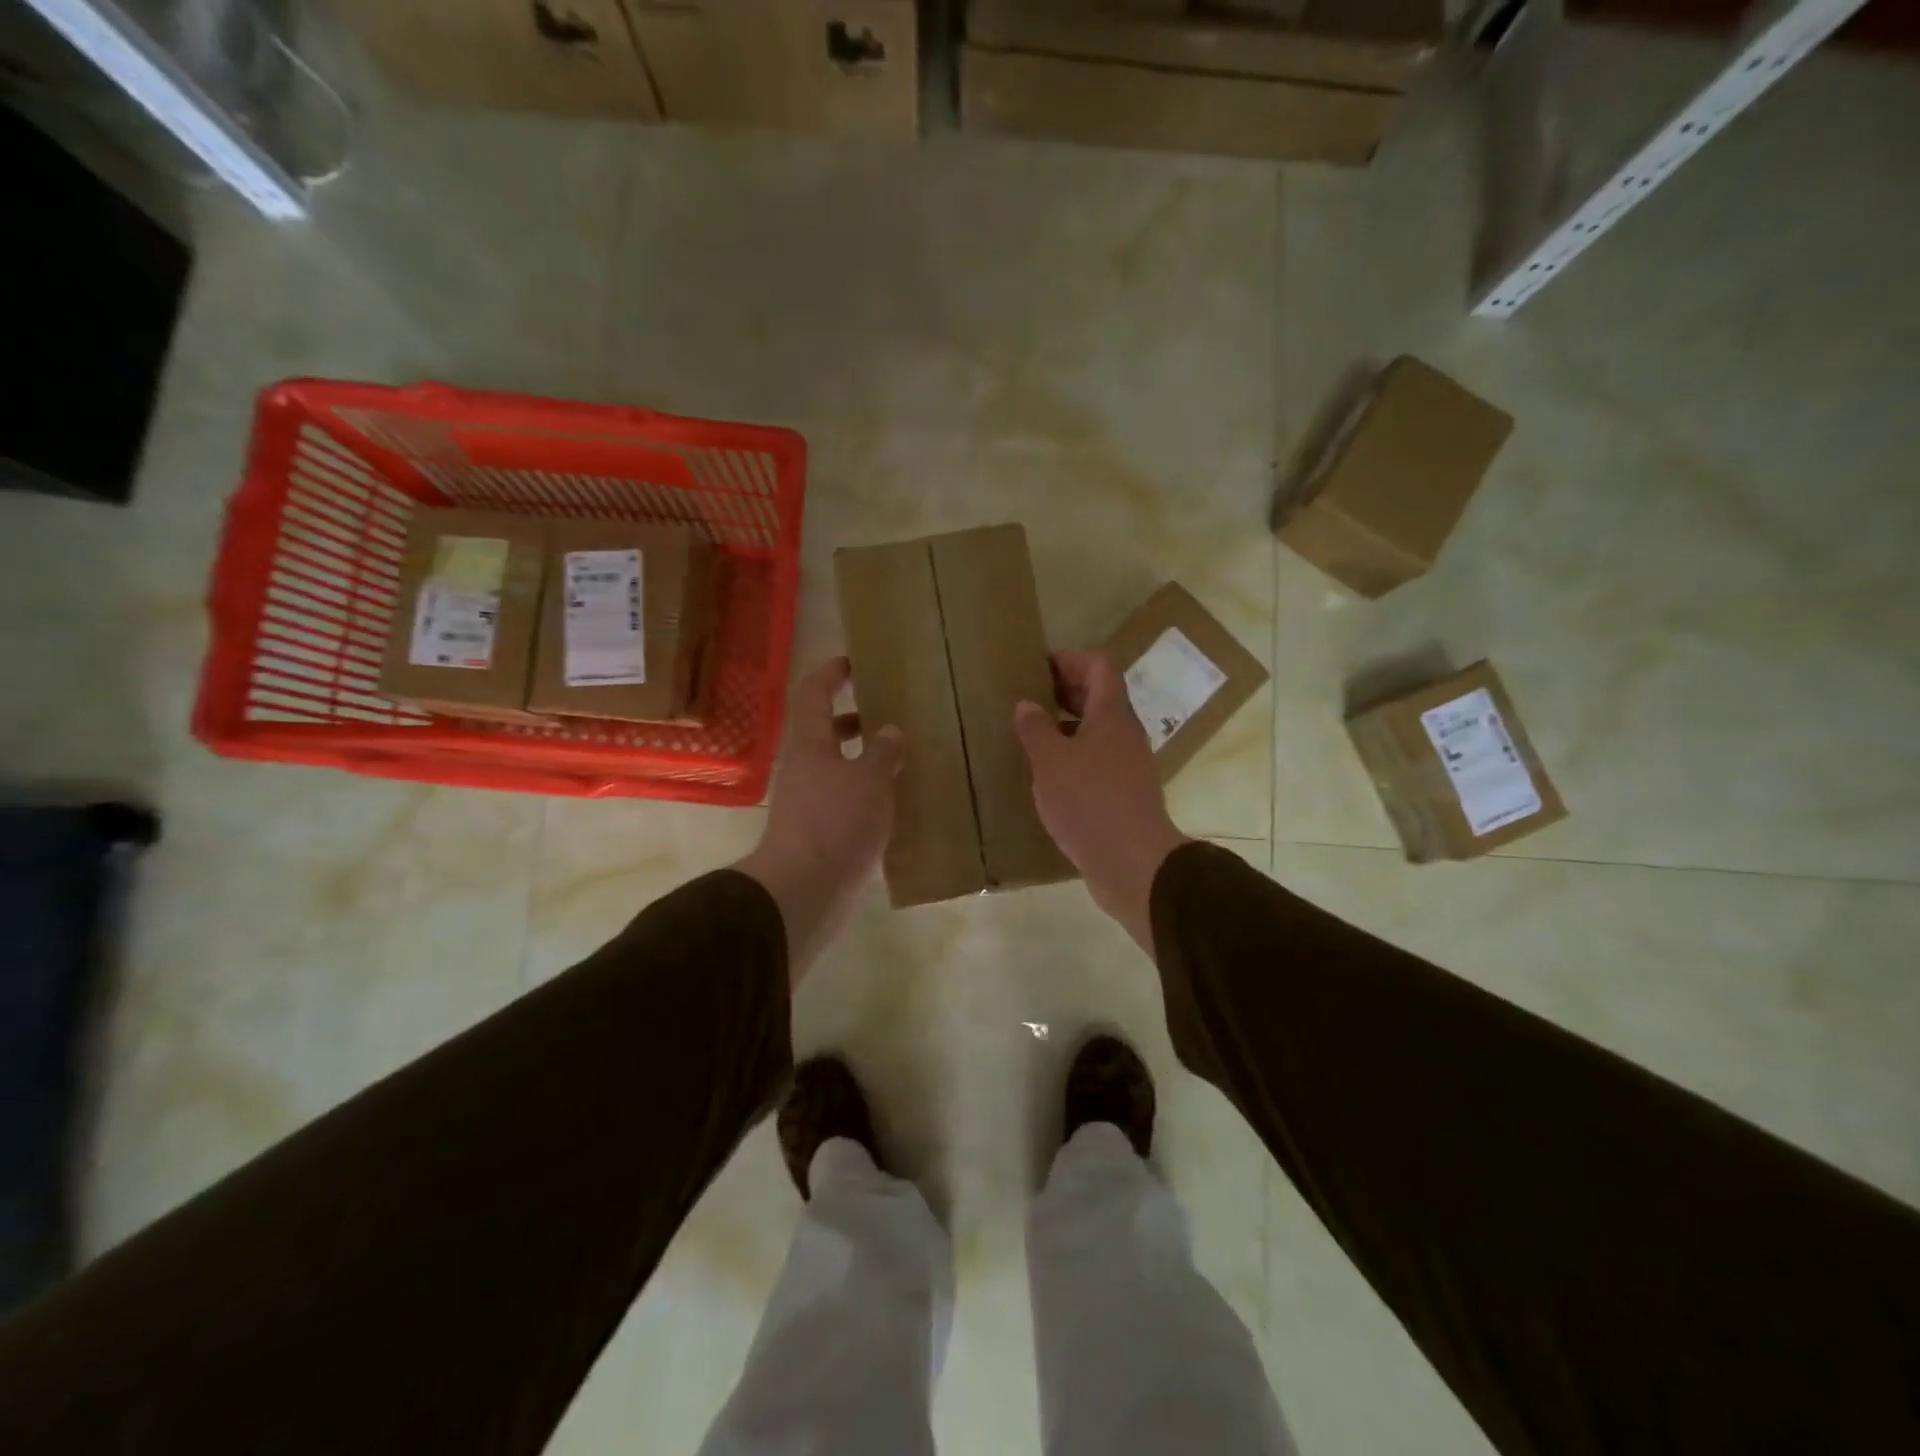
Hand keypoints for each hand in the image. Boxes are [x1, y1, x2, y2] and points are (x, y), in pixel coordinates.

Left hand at [736, 657, 904, 987]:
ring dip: (863, 758)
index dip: (830, 673)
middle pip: (823, 731)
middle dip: (853, 719)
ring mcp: (807, 801)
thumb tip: (890, 731)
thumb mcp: (870, 781)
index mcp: (809, 743)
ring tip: (900, 759)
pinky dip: (865, 791)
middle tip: (888, 713)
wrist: (804, 889)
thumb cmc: (836, 823)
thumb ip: (883, 753)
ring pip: (835, 767)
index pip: (813, 693)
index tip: (854, 662)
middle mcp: (803, 767)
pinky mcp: (817, 831)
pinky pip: (843, 798)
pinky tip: (893, 801)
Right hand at [1014, 651, 1188, 955]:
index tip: (1037, 668)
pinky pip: (1098, 761)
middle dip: (1064, 692)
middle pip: (1100, 697)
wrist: (1133, 864)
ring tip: (1031, 738)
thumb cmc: (1089, 802)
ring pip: (1098, 731)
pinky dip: (1074, 758)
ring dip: (1067, 728)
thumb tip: (1027, 705)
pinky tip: (1048, 776)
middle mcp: (1125, 733)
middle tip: (1027, 700)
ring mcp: (1128, 765)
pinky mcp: (1124, 794)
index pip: (1099, 666)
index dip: (1070, 660)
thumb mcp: (1051, 762)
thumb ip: (1036, 729)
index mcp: (1111, 715)